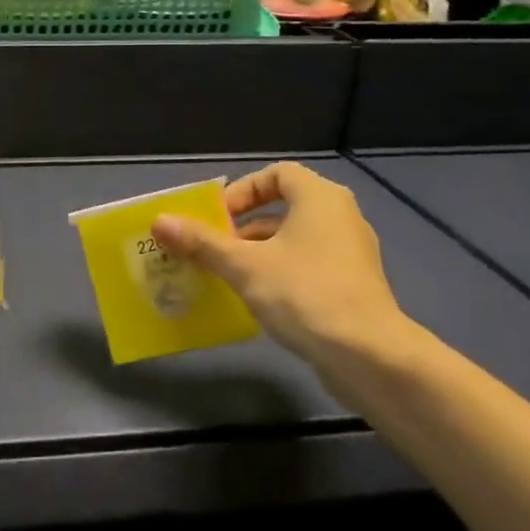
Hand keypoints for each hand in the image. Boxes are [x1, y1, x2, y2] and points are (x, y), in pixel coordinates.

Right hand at [151, 162, 414, 374]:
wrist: (369, 356)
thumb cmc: (304, 293)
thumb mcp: (244, 266)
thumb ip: (203, 242)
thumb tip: (160, 221)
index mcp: (320, 198)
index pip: (277, 174)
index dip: (244, 190)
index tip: (219, 217)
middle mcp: (340, 217)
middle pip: (284, 207)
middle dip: (243, 226)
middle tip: (214, 248)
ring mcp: (351, 253)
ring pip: (295, 239)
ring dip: (259, 252)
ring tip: (226, 275)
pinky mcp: (354, 285)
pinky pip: (309, 265)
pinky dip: (281, 272)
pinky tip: (258, 299)